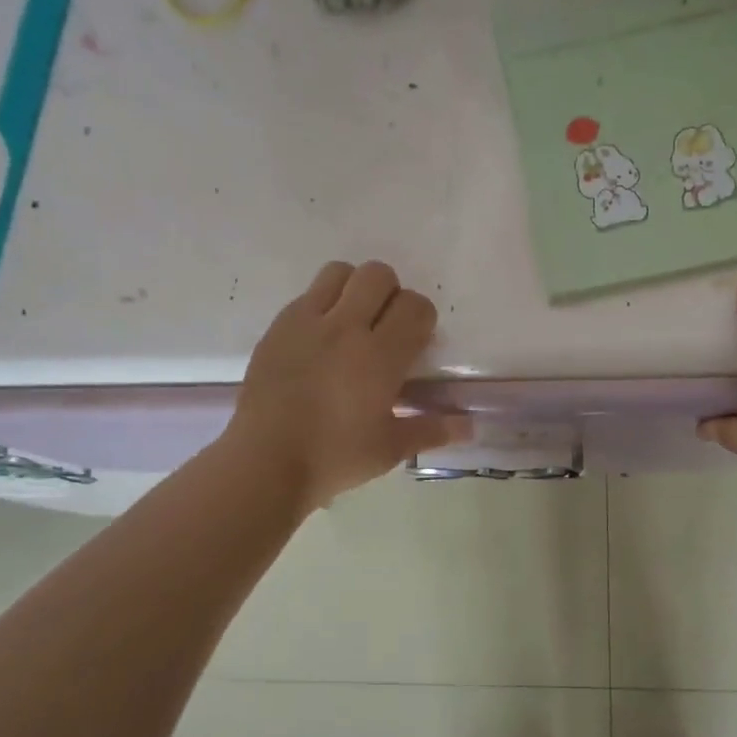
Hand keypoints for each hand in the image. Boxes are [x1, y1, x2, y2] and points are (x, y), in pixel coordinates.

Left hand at [229, 260, 468, 510]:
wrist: (266, 463)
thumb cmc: (335, 458)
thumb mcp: (391, 449)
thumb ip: (433, 430)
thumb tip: (471, 427)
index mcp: (379, 356)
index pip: (415, 307)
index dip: (422, 319)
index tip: (415, 344)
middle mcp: (345, 327)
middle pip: (378, 275)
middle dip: (391, 294)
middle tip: (385, 329)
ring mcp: (306, 323)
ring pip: (339, 272)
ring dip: (354, 289)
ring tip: (352, 323)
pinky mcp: (277, 328)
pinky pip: (306, 295)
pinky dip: (321, 306)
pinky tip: (319, 343)